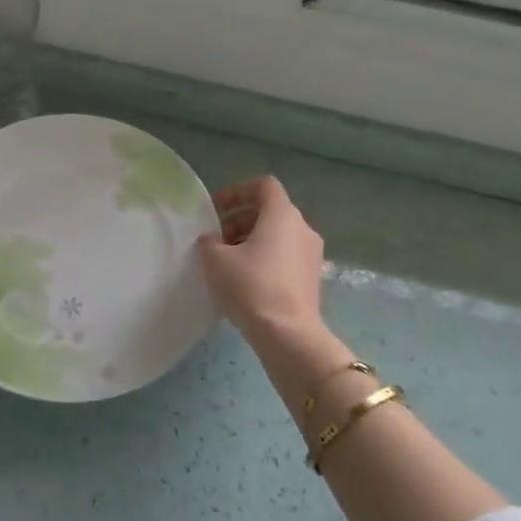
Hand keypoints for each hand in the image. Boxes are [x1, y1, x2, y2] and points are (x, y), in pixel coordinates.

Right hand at [197, 177, 329, 348]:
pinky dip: (265, 258)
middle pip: (270, 211)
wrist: (288, 334)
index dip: (237, 191)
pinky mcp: (312, 278)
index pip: (264, 185)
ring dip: (251, 240)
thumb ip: (209, 240)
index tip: (216, 210)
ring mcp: (311, 254)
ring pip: (278, 235)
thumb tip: (212, 239)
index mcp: (282, 215)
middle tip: (216, 239)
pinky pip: (285, 256)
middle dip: (240, 219)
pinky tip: (245, 281)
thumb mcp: (215, 259)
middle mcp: (303, 228)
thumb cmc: (250, 286)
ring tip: (227, 262)